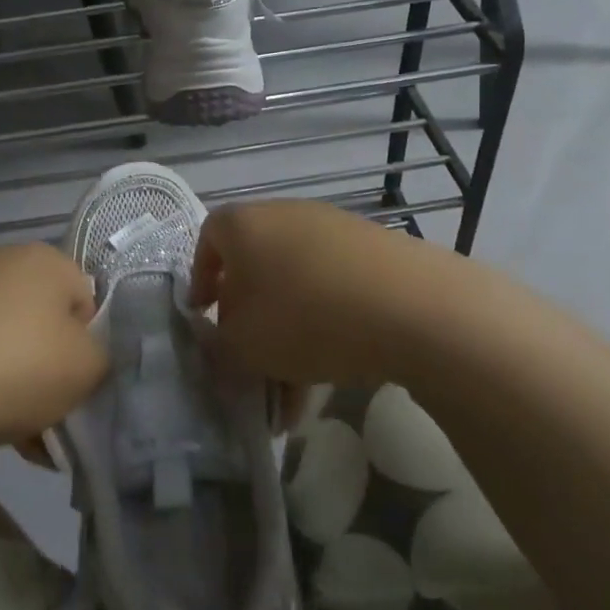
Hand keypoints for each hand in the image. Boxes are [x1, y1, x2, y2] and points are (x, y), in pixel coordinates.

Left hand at [0, 243, 106, 460]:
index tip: (81, 383)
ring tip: (22, 436)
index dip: (90, 345)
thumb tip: (88, 355)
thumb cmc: (18, 368)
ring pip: (9, 343)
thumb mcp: (89, 367)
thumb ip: (105, 355)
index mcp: (44, 258)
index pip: (87, 300)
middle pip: (46, 322)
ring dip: (21, 384)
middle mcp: (0, 262)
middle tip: (55, 413)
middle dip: (53, 368)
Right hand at [192, 200, 439, 389]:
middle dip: (249, 319)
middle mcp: (285, 215)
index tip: (204, 315)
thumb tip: (221, 341)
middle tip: (249, 359)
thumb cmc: (303, 316)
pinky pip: (333, 290)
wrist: (409, 305)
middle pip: (255, 267)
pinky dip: (326, 328)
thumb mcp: (243, 346)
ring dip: (289, 336)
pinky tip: (332, 375)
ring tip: (294, 394)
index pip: (207, 239)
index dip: (200, 278)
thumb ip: (219, 346)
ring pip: (296, 287)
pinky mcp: (373, 250)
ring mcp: (333, 229)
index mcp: (243, 225)